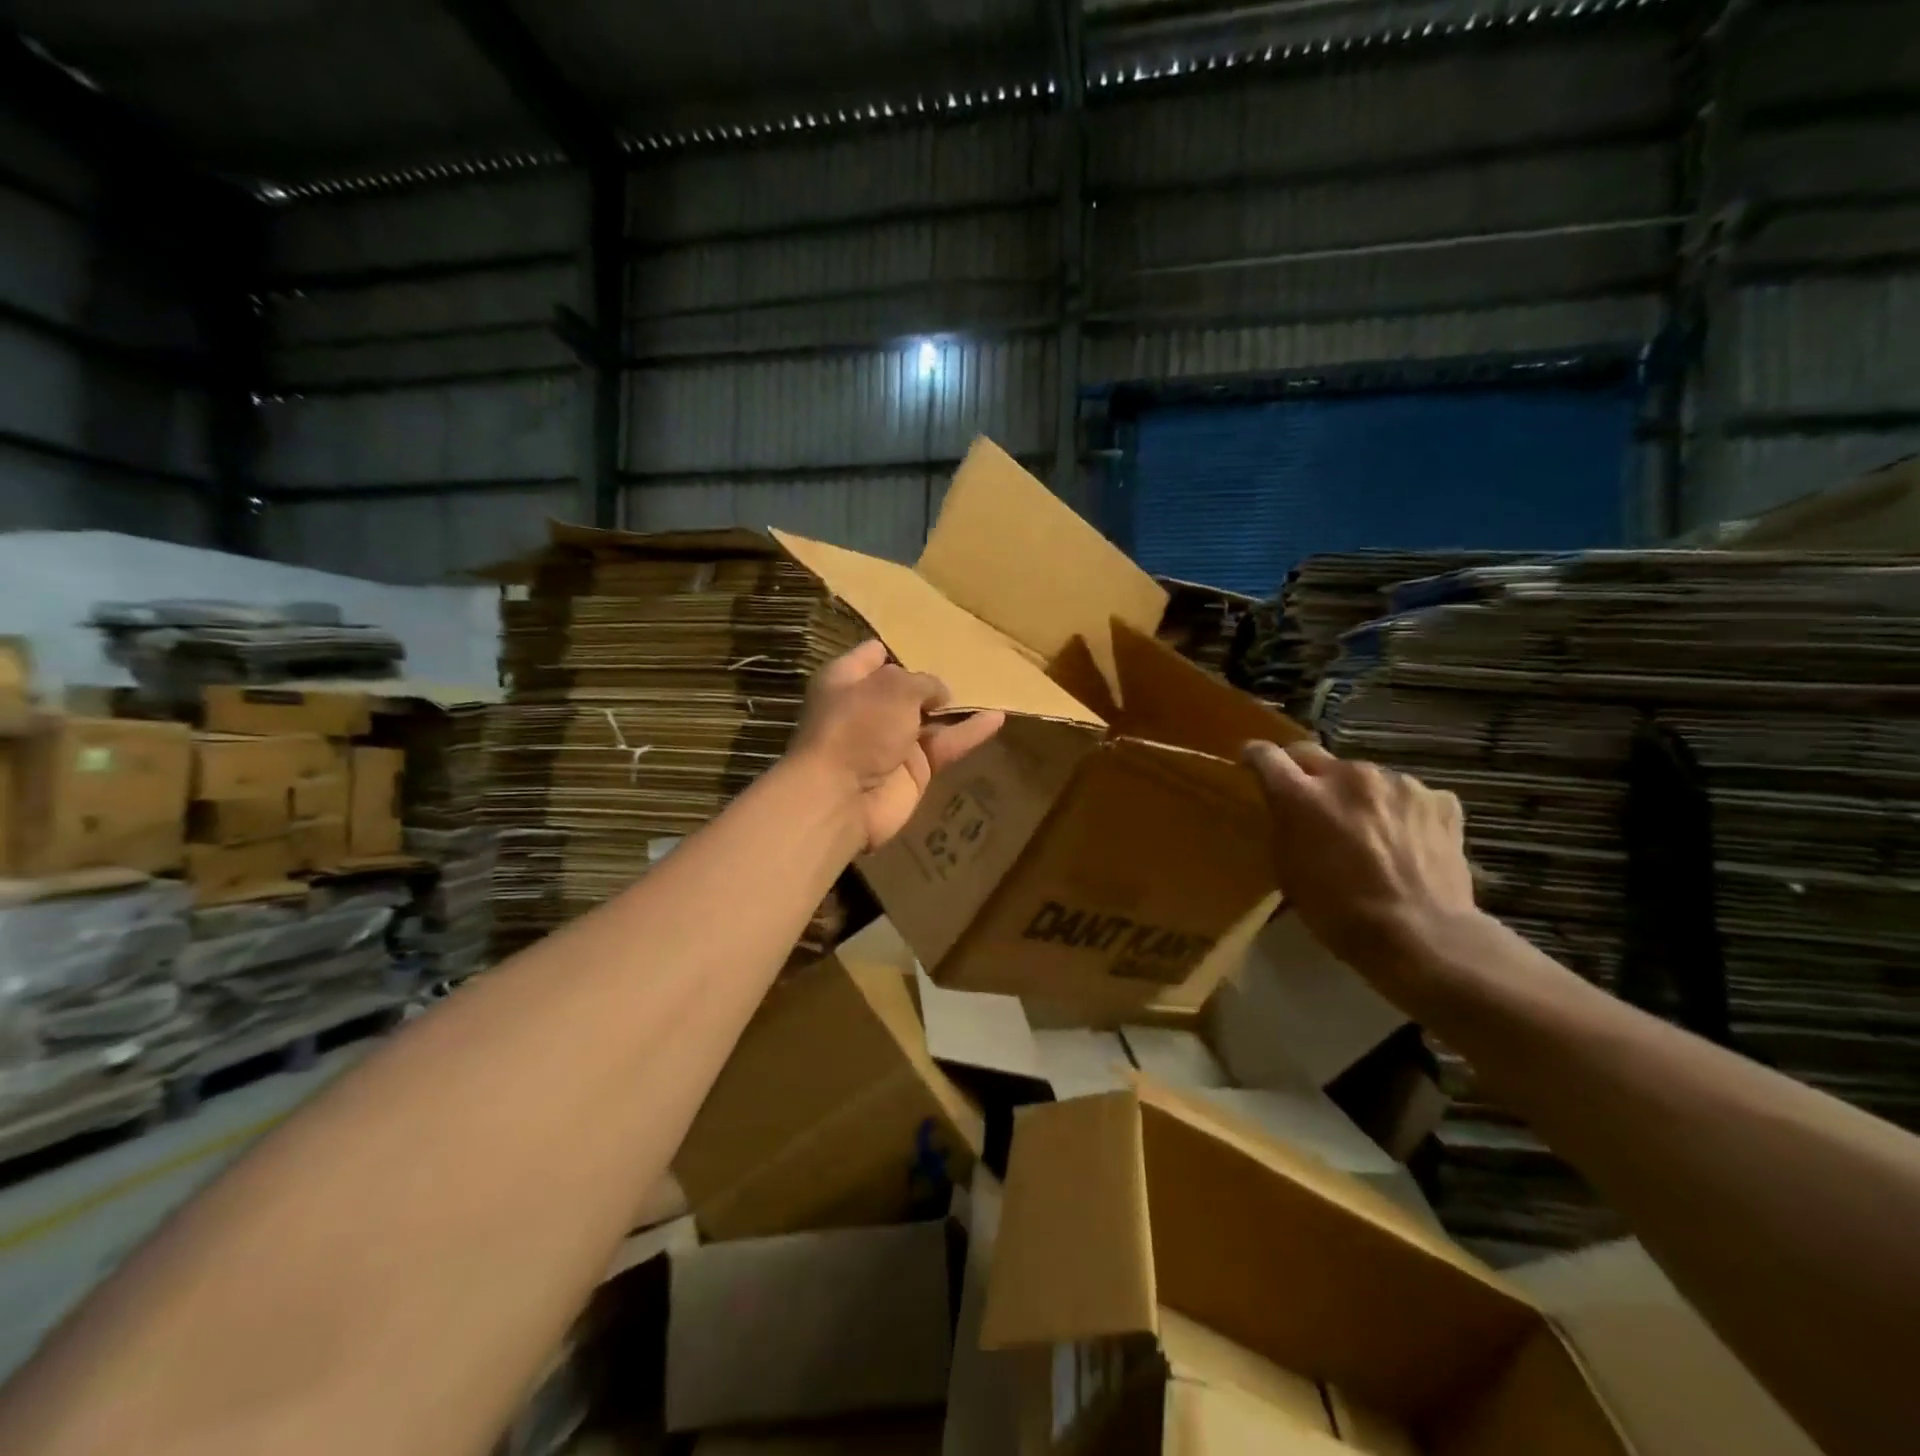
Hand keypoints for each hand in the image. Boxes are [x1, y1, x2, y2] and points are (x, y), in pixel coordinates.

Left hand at [791, 641, 1005, 851]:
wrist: (841, 798)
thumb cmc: (858, 727)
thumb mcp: (894, 686)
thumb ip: (923, 682)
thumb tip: (942, 694)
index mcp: (846, 680)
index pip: (873, 655)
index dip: (898, 647)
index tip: (930, 639)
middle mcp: (867, 709)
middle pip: (905, 689)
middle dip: (932, 679)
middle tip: (970, 662)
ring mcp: (891, 742)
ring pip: (930, 719)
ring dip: (957, 706)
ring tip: (993, 687)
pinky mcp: (914, 771)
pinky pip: (946, 745)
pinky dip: (969, 733)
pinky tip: (997, 717)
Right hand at [1242, 739, 1477, 984]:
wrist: (1422, 935)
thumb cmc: (1339, 912)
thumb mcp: (1289, 871)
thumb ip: (1285, 827)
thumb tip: (1289, 809)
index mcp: (1302, 796)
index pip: (1267, 755)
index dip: (1256, 757)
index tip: (1252, 764)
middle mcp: (1347, 776)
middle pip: (1315, 756)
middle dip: (1306, 773)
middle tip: (1310, 803)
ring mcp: (1397, 783)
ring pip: (1364, 776)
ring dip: (1357, 794)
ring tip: (1368, 830)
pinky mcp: (1438, 799)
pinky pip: (1408, 795)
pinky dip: (1400, 811)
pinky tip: (1406, 841)